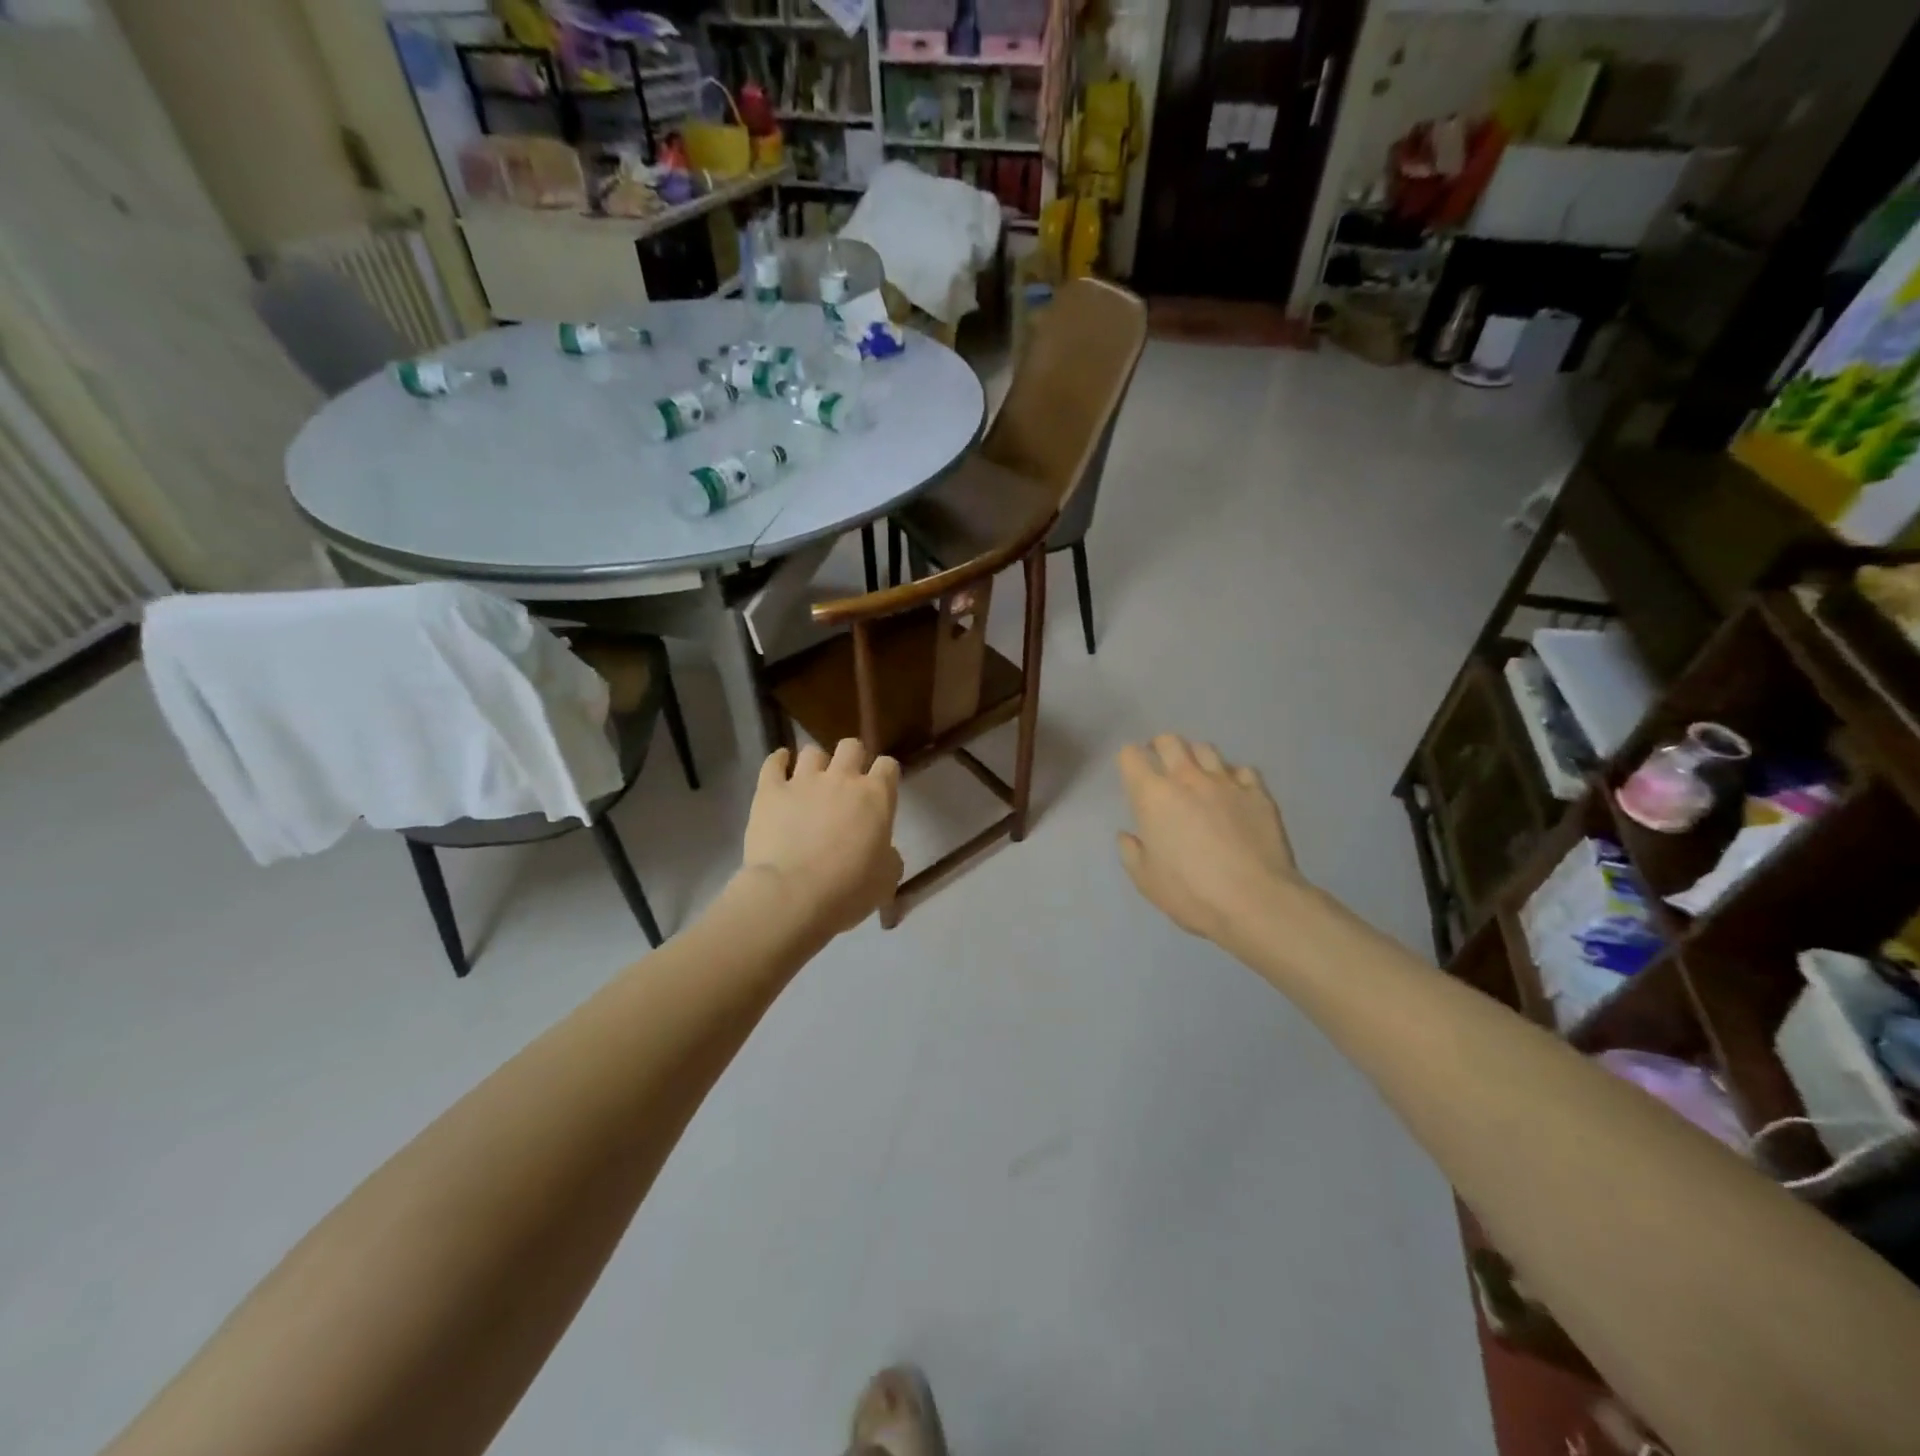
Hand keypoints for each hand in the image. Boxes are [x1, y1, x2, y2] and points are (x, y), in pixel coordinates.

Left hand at [743, 740, 902, 936]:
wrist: (793, 895)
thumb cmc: (848, 890)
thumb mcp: (886, 880)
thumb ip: (888, 857)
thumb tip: (882, 852)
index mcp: (876, 796)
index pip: (888, 766)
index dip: (885, 775)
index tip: (881, 789)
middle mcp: (842, 778)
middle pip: (851, 746)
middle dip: (852, 758)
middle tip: (846, 782)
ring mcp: (803, 781)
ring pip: (812, 751)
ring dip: (816, 763)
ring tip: (811, 780)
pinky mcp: (770, 791)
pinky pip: (773, 763)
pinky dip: (778, 761)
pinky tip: (780, 766)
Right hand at [1116, 735, 1300, 949]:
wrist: (1255, 901)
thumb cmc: (1191, 892)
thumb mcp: (1146, 880)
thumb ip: (1131, 851)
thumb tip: (1128, 835)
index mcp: (1153, 796)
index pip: (1131, 756)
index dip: (1128, 760)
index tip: (1132, 774)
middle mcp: (1187, 778)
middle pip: (1169, 741)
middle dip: (1160, 747)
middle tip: (1161, 764)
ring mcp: (1226, 782)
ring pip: (1206, 749)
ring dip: (1195, 757)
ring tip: (1197, 775)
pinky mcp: (1258, 793)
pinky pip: (1242, 770)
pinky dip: (1233, 776)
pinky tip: (1233, 793)